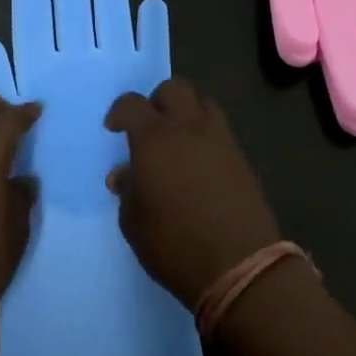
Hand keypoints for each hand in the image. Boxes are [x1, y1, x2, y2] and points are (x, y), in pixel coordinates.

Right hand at [104, 78, 279, 308]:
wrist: (240, 266)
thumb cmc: (174, 244)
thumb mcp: (134, 222)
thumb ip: (127, 190)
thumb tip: (125, 174)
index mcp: (154, 138)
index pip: (132, 104)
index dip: (120, 112)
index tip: (114, 130)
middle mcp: (188, 128)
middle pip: (174, 89)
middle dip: (158, 101)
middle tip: (150, 128)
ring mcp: (219, 140)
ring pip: (202, 103)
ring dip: (187, 113)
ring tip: (178, 141)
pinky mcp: (241, 157)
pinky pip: (220, 130)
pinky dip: (206, 135)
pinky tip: (199, 163)